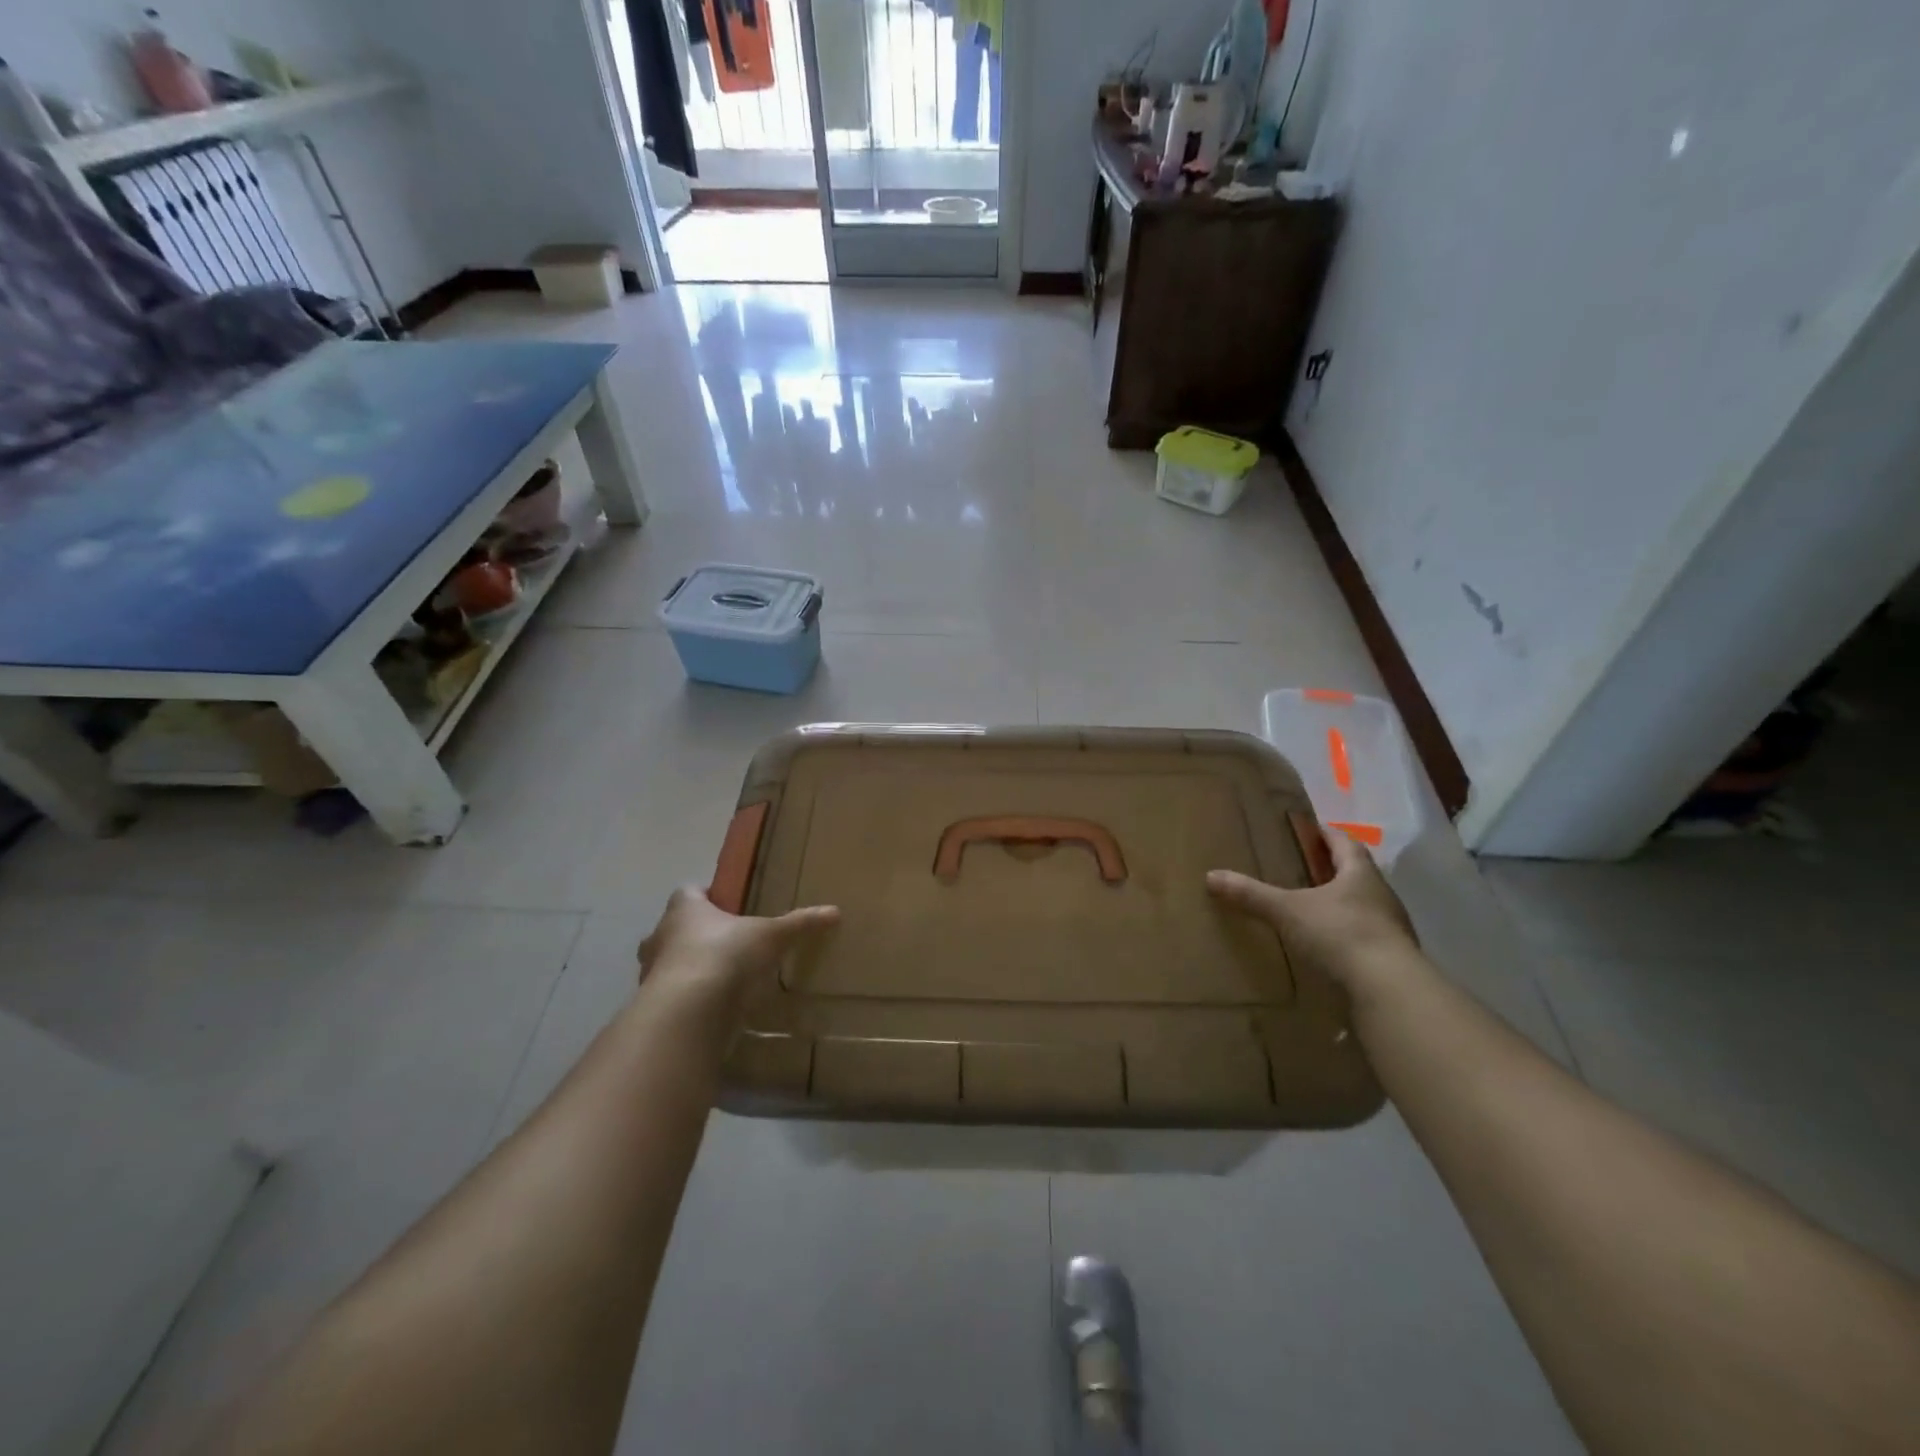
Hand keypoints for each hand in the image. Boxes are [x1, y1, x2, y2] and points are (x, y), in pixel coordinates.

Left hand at [637, 885, 838, 1006]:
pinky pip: (674, 997)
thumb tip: (835, 911)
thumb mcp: (771, 935)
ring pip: (670, 963)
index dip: (708, 896)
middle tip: (728, 943)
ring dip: (690, 968)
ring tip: (722, 978)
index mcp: (685, 909)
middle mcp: (660, 935)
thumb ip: (800, 923)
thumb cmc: (725, 955)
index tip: (729, 905)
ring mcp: (651, 973)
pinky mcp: (655, 1006)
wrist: (688, 1012)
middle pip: (675, 928)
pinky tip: (713, 1008)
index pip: (690, 892)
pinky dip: (690, 1000)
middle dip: (697, 934)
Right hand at [1207, 828, 1417, 990]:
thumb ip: (1251, 894)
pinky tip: (1329, 947)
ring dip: (1342, 905)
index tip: (1311, 829)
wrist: (1389, 989)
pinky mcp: (1392, 959)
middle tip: (1305, 869)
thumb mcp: (1287, 911)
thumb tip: (1211, 876)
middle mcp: (1382, 896)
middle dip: (1333, 870)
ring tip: (1313, 909)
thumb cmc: (1340, 934)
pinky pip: (1366, 938)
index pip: (1345, 843)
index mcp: (1360, 874)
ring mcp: (1392, 929)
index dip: (1327, 834)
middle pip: (1357, 874)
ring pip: (1364, 907)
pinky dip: (1347, 936)